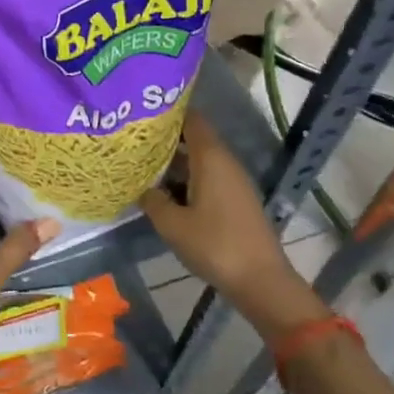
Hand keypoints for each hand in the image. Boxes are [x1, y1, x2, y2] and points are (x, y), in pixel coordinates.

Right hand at [140, 111, 325, 337]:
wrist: (261, 281)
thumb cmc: (215, 245)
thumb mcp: (172, 224)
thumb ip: (152, 200)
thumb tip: (141, 187)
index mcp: (210, 158)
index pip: (191, 119)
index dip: (168, 113)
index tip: (141, 113)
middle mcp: (224, 162)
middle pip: (194, 138)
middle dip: (165, 139)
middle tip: (132, 140)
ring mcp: (233, 182)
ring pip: (199, 160)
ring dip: (174, 162)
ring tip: (141, 165)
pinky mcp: (236, 200)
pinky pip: (207, 178)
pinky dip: (186, 179)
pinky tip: (165, 192)